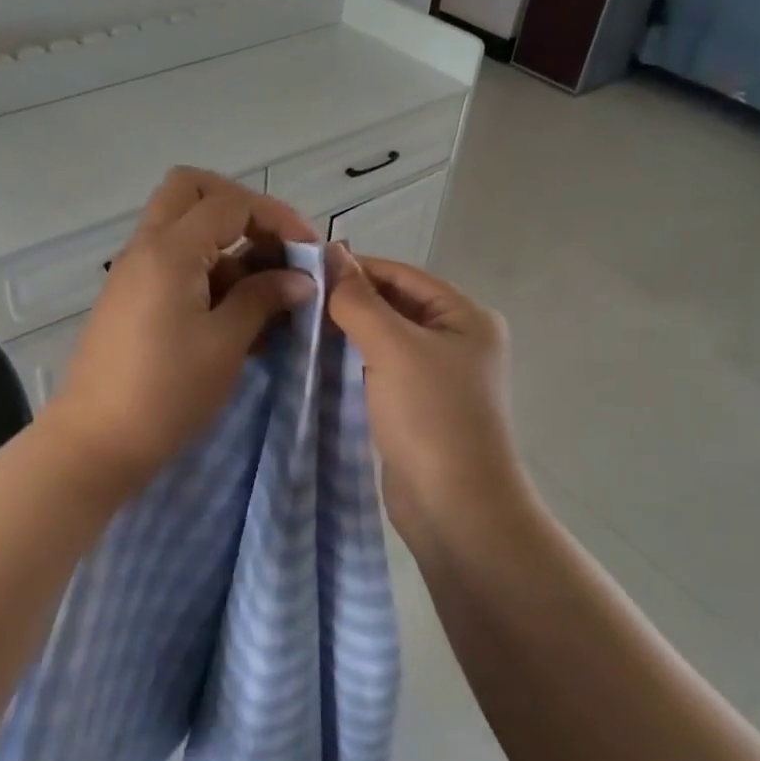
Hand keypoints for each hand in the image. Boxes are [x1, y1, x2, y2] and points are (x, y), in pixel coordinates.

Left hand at [43, 168, 318, 497]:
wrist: (97, 441)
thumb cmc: (167, 392)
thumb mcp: (225, 344)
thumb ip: (263, 299)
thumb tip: (299, 279)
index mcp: (170, 250)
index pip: (230, 203)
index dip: (276, 218)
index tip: (308, 253)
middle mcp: (145, 247)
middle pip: (191, 190)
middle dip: (239, 207)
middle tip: (271, 246)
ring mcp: (132, 271)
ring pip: (181, 226)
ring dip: (224, 242)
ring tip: (263, 293)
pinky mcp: (129, 297)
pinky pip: (171, 261)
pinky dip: (205, 269)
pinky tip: (234, 314)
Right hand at [326, 249, 532, 552]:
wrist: (455, 507)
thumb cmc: (431, 416)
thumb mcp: (393, 347)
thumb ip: (358, 300)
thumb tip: (331, 253)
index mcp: (465, 317)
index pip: (402, 276)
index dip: (356, 268)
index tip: (304, 267)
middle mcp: (455, 341)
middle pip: (394, 306)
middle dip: (348, 301)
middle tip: (294, 297)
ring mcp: (436, 378)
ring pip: (383, 341)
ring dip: (346, 333)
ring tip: (296, 324)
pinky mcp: (415, 408)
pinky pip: (379, 372)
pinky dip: (351, 364)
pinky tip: (315, 360)